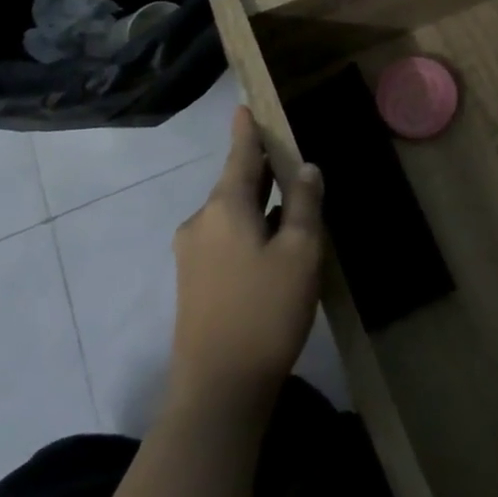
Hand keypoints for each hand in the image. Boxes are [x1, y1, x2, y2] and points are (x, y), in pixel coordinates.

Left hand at [169, 107, 323, 411]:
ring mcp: (191, 254)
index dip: (246, 129)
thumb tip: (305, 168)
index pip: (240, 153)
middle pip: (235, 182)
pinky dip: (249, 229)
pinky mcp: (192, 282)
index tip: (245, 105)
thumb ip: (303, 203)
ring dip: (258, 203)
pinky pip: (224, 237)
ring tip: (290, 202)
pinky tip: (272, 245)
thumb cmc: (265, 311)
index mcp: (224, 206)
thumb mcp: (300, 251)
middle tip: (289, 155)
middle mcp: (201, 221)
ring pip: (231, 213)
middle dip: (261, 168)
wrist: (217, 391)